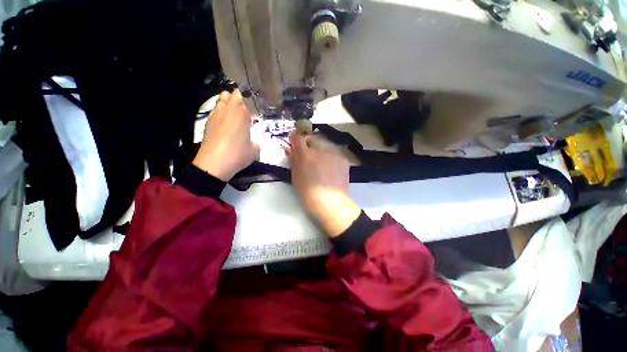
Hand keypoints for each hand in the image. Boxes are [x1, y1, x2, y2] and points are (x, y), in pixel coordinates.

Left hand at [193, 89, 257, 180]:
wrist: (214, 163)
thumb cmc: (238, 155)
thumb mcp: (255, 149)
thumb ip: (260, 137)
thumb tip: (262, 130)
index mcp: (242, 114)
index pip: (246, 100)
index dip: (250, 104)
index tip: (254, 111)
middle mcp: (228, 110)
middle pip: (232, 95)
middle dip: (239, 98)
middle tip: (245, 110)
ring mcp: (216, 114)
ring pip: (221, 99)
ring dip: (228, 103)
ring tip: (235, 114)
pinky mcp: (208, 121)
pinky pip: (215, 109)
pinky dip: (220, 111)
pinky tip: (225, 122)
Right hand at [286, 132, 360, 237]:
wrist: (330, 202)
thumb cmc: (308, 191)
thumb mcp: (295, 176)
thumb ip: (293, 159)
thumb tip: (290, 148)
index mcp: (305, 154)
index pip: (297, 138)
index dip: (294, 138)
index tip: (294, 142)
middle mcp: (320, 149)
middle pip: (312, 139)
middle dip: (309, 144)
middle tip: (308, 155)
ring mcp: (333, 153)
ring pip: (325, 146)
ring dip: (321, 152)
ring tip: (322, 166)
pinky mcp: (343, 158)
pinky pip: (334, 154)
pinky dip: (331, 159)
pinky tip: (332, 170)